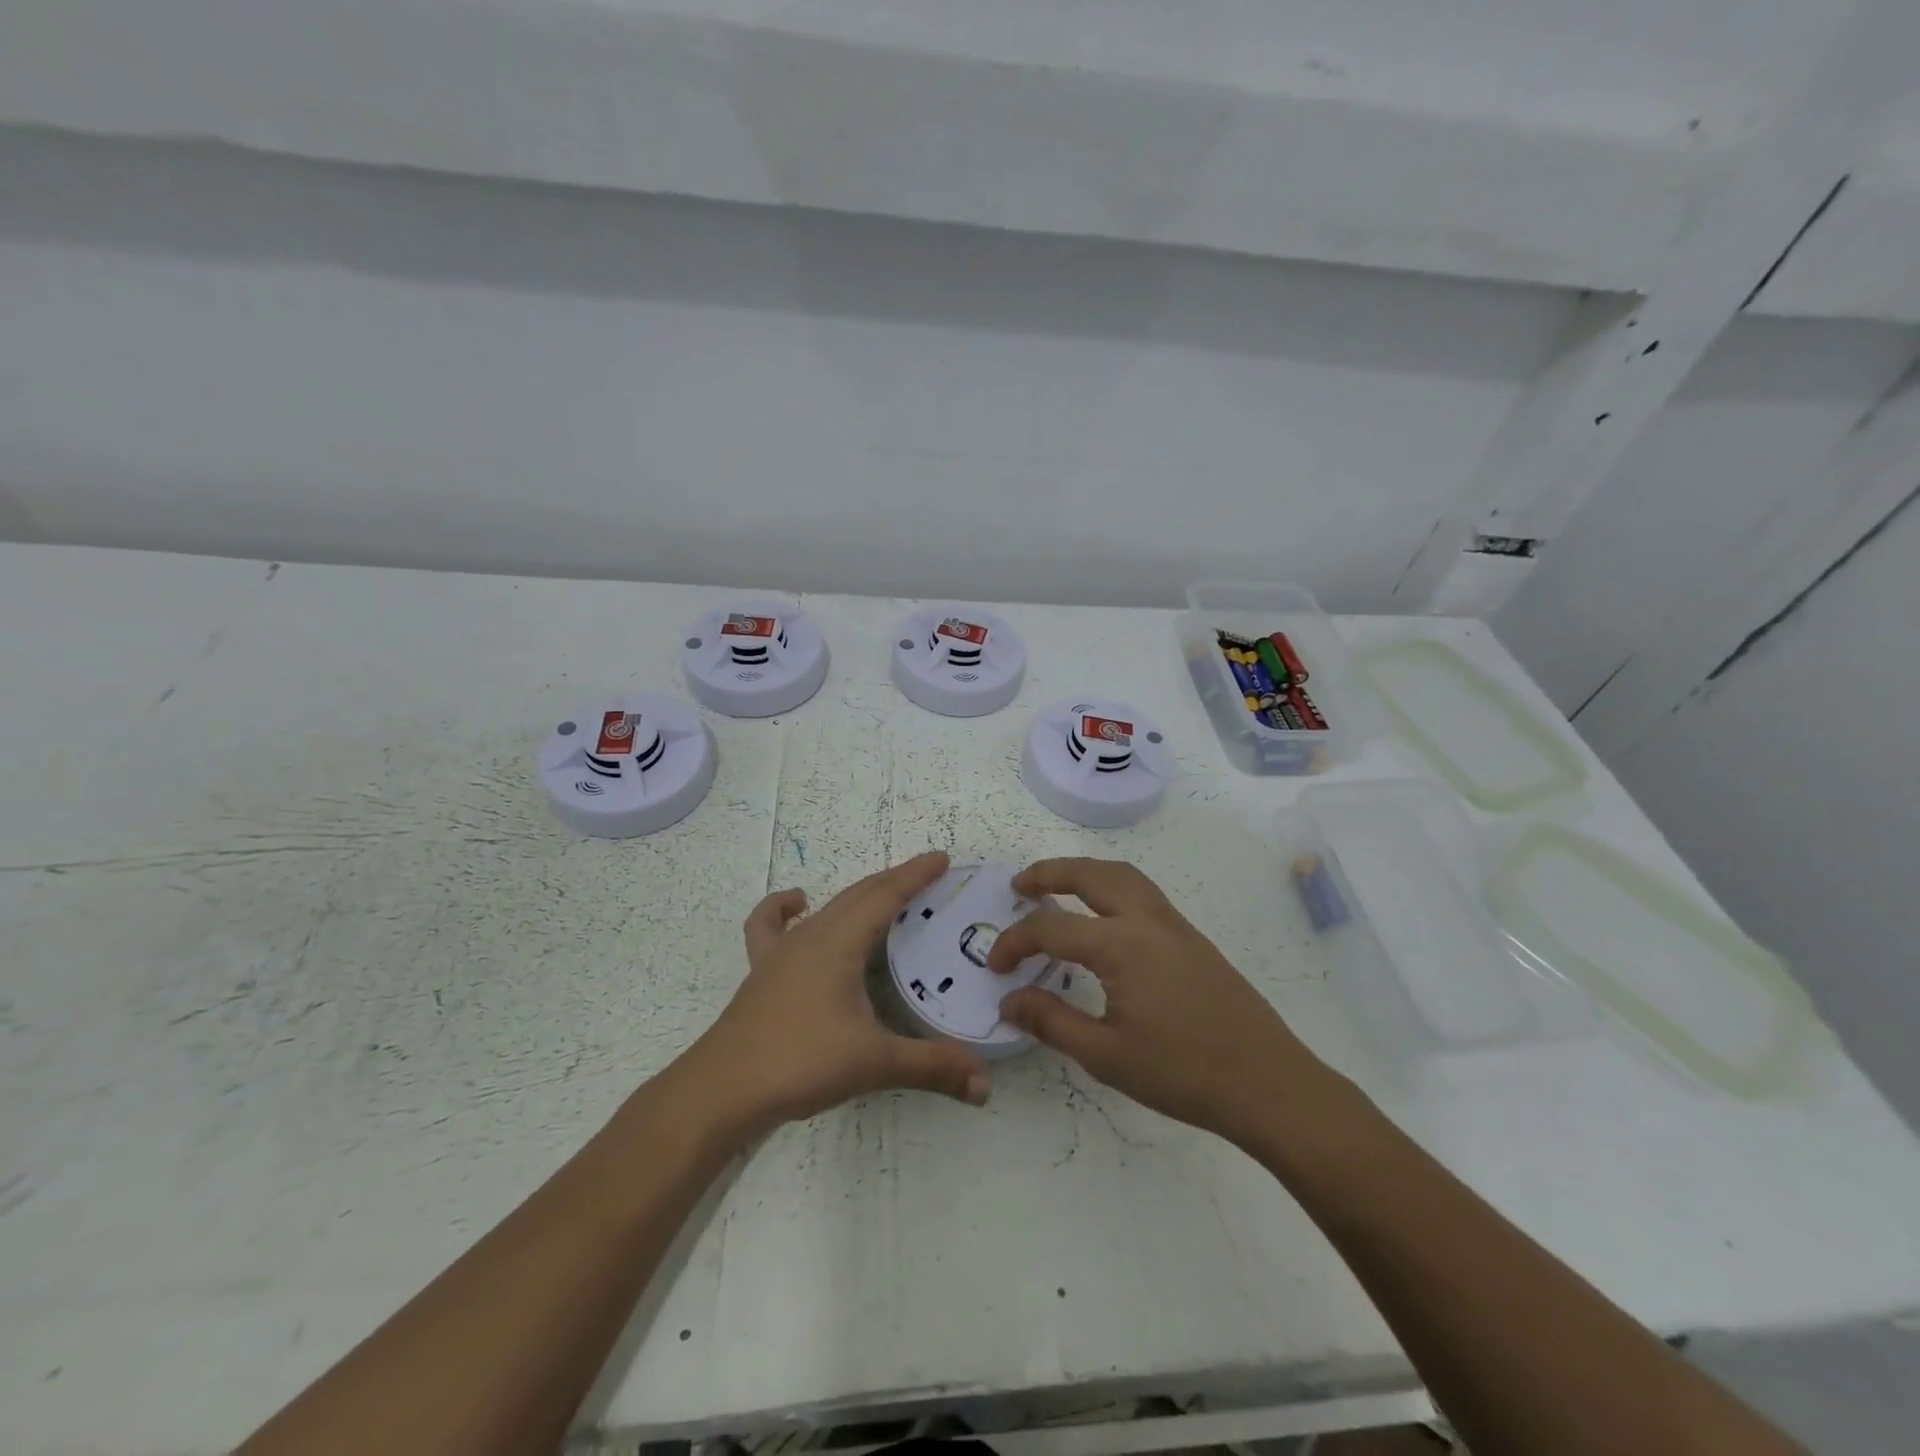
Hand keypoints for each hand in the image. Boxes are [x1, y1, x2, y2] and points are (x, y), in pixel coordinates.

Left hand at [685, 851, 992, 1139]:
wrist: (723, 1088)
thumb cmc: (801, 1062)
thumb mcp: (874, 1063)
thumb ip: (932, 1067)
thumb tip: (985, 1086)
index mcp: (840, 942)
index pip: (886, 895)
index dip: (915, 875)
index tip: (942, 858)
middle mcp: (812, 935)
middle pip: (859, 894)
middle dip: (895, 881)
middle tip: (928, 876)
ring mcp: (781, 950)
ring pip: (827, 907)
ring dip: (858, 896)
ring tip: (884, 898)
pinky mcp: (761, 970)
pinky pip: (770, 925)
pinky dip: (784, 908)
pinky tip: (797, 906)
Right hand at [987, 857, 1333, 1148]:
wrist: (1267, 1082)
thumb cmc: (1182, 1073)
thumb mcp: (1106, 1056)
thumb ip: (1051, 1021)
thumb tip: (1009, 1001)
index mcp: (1120, 945)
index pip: (1051, 928)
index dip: (1015, 942)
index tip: (996, 967)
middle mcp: (1146, 919)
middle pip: (1089, 874)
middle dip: (1049, 872)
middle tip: (1018, 885)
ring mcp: (1174, 923)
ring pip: (1121, 874)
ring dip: (1084, 871)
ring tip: (1057, 887)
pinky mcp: (1192, 936)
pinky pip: (1142, 890)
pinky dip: (1111, 884)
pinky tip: (1104, 915)